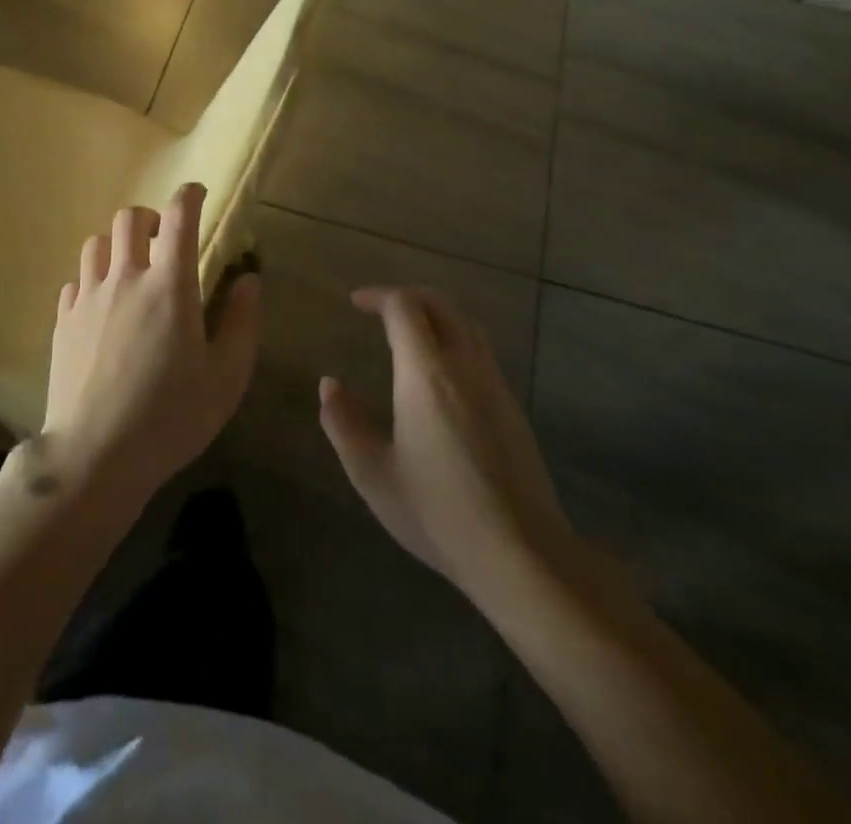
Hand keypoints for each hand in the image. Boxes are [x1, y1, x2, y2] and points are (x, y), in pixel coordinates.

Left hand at [38, 184, 261, 509]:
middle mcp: (125, 279)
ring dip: (117, 244)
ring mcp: (88, 298)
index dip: (189, 196)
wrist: (96, 456)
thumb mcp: (226, 377)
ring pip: (97, 243)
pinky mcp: (63, 320)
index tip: (197, 193)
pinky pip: (76, 280)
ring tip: (131, 268)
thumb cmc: (171, 417)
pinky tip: (102, 304)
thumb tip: (249, 279)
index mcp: (169, 286)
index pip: (178, 218)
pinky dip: (93, 278)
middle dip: (150, 217)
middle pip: (129, 218)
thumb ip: (242, 322)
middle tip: (163, 240)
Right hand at [319, 287, 575, 607]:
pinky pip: (480, 349)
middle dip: (406, 296)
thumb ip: (343, 423)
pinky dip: (454, 337)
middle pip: (439, 304)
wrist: (520, 553)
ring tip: (408, 331)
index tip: (355, 303)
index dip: (378, 296)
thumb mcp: (372, 474)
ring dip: (434, 313)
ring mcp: (494, 384)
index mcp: (426, 374)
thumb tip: (330, 385)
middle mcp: (464, 366)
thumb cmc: (438, 512)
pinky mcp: (512, 406)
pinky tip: (439, 371)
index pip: (404, 307)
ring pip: (466, 323)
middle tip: (378, 309)